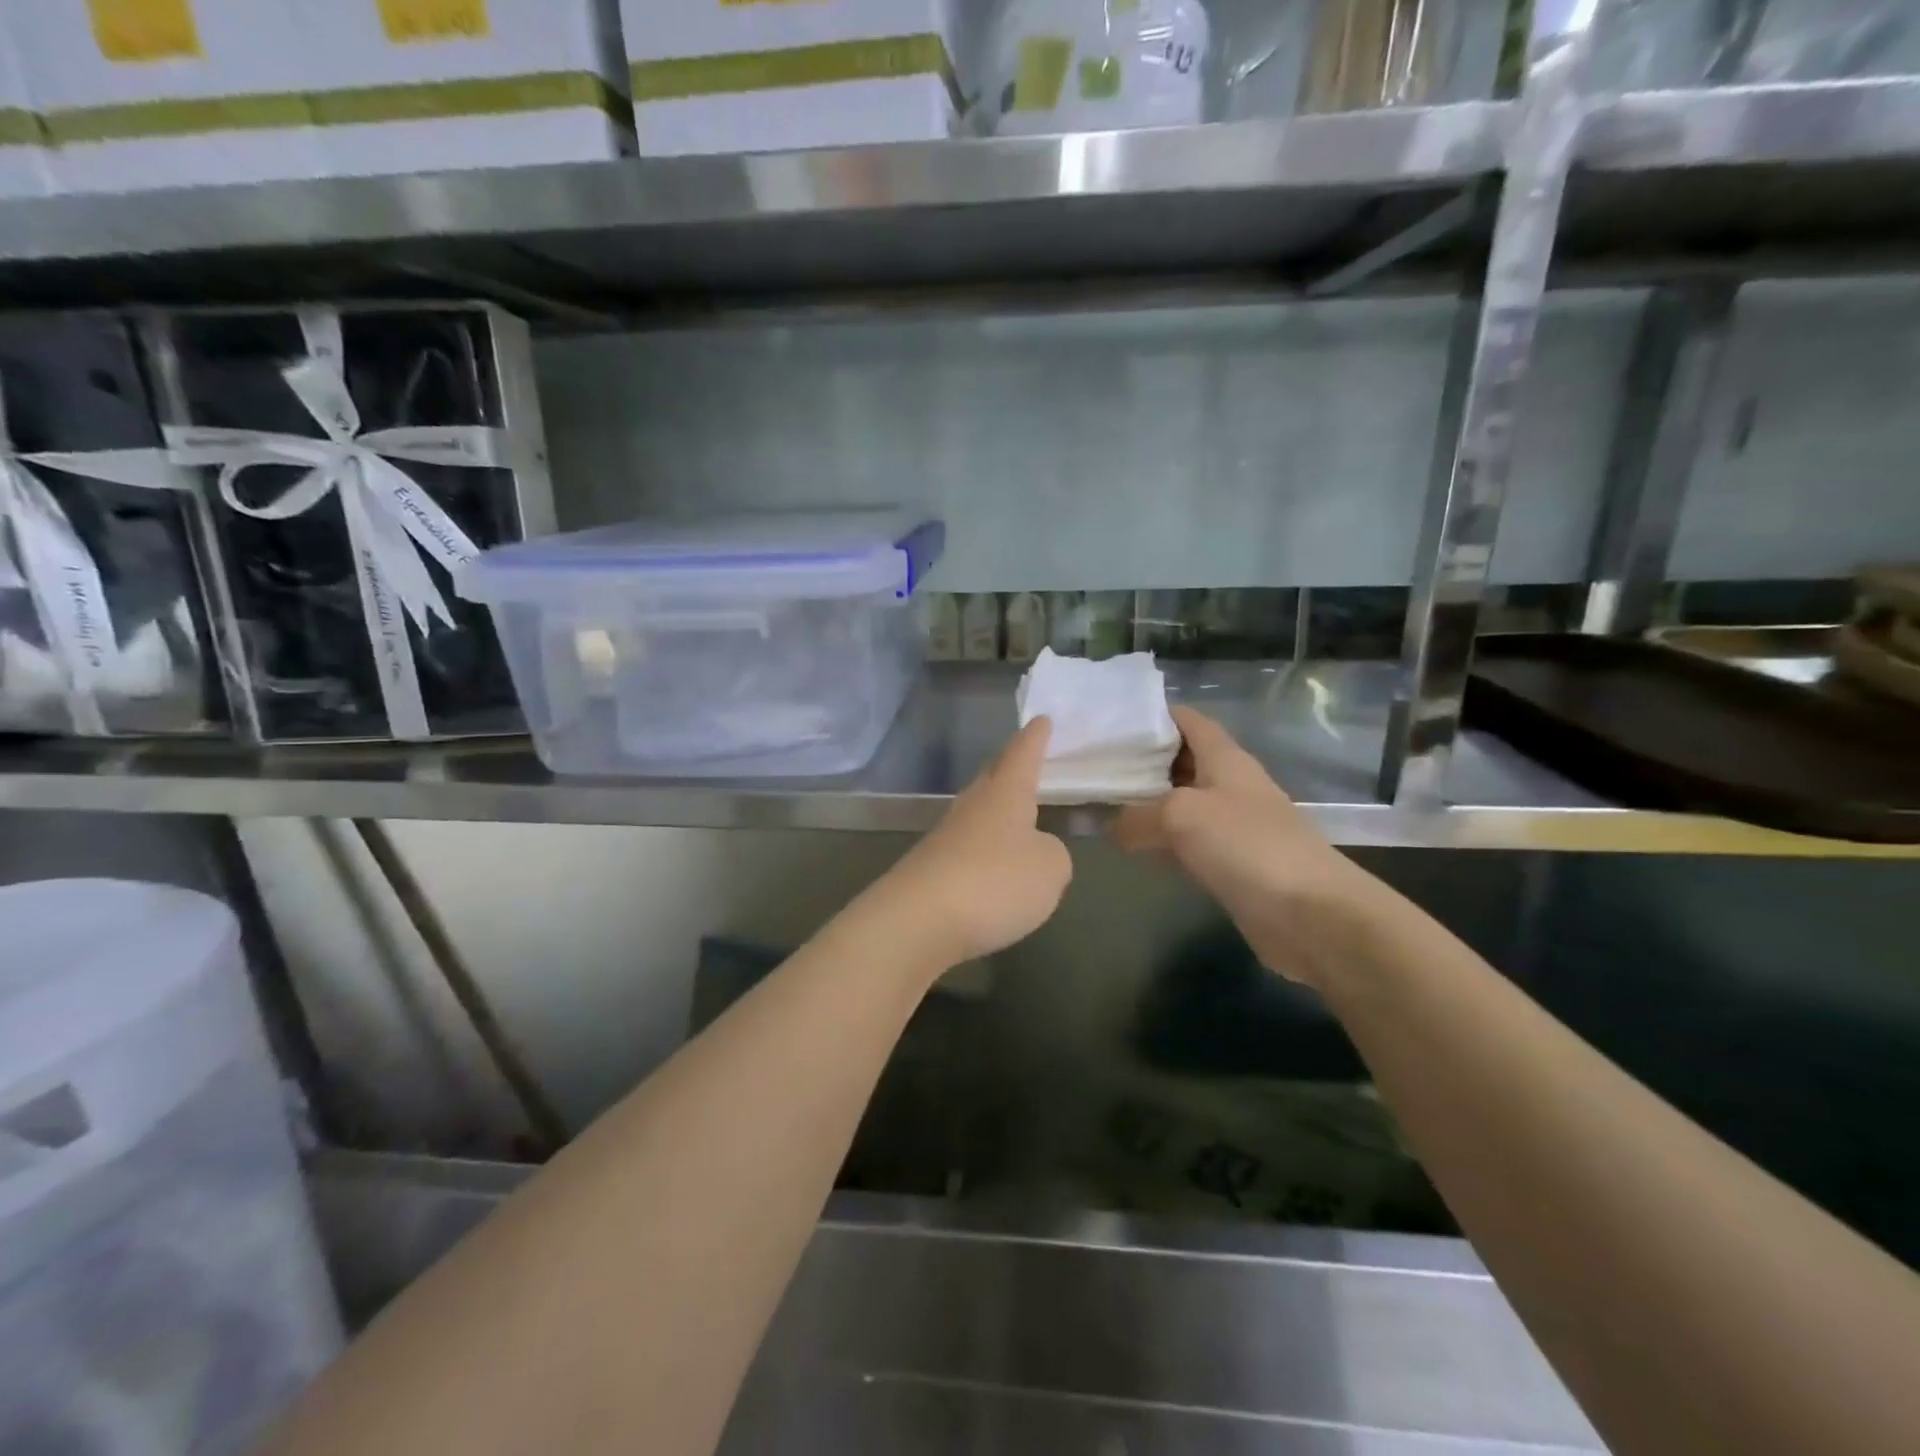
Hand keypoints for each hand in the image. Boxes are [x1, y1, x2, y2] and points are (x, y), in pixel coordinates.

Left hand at [866, 717, 1073, 968]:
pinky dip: (984, 850)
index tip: (1042, 718)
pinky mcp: (931, 870)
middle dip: (1010, 767)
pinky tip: (993, 867)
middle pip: (992, 777)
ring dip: (996, 811)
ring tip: (1016, 816)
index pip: (1023, 754)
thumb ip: (1052, 854)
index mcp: (1004, 794)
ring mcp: (946, 837)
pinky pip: (967, 849)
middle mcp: (972, 806)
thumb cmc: (995, 882)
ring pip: (977, 813)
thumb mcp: (1050, 869)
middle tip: (1026, 759)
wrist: (918, 921)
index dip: (1036, 738)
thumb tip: (1035, 851)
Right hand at [1113, 707, 1376, 986]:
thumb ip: (1137, 815)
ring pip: (1181, 802)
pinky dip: (1161, 839)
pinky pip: (1187, 840)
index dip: (1151, 715)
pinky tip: (1132, 847)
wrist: (1311, 913)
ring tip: (1101, 802)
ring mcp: (1233, 824)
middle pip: (1180, 760)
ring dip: (1147, 802)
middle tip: (1095, 764)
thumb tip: (1112, 827)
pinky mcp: (1232, 862)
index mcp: (1225, 758)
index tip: (1110, 721)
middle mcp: (1229, 784)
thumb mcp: (1180, 816)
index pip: (1187, 720)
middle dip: (1141, 760)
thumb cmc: (1247, 846)